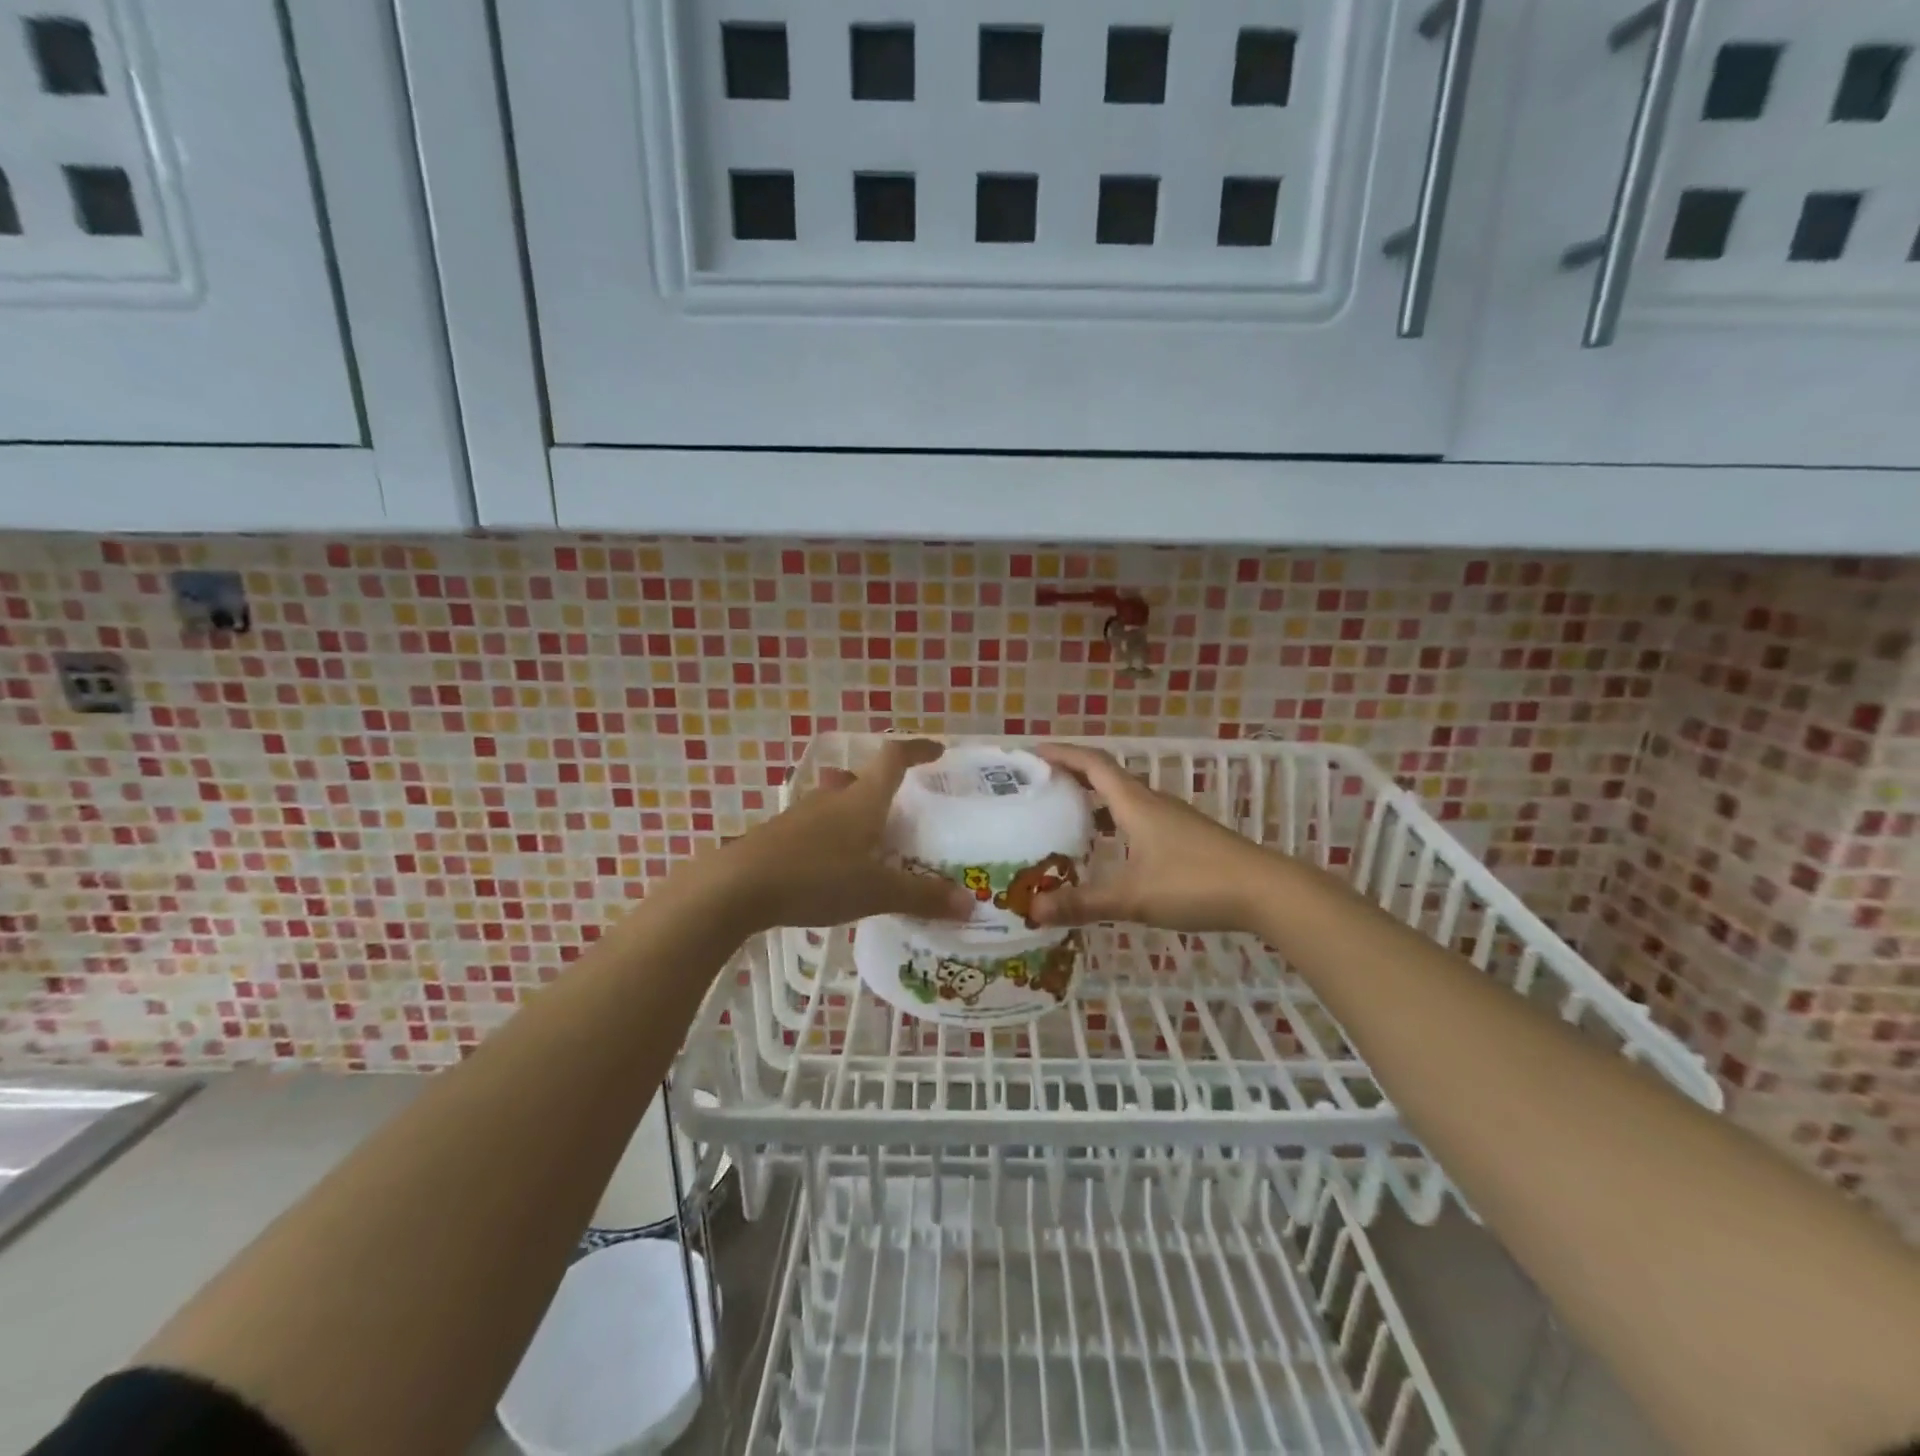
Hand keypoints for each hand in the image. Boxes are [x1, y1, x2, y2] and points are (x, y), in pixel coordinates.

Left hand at [700, 738, 975, 933]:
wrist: (737, 887)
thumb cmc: (816, 878)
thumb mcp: (876, 891)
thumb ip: (922, 896)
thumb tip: (971, 903)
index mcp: (862, 800)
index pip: (894, 759)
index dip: (917, 750)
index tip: (936, 750)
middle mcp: (833, 798)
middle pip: (862, 779)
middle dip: (884, 788)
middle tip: (902, 810)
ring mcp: (802, 815)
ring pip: (836, 802)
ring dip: (855, 812)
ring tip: (871, 840)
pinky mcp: (779, 836)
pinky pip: (817, 827)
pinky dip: (833, 837)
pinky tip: (834, 866)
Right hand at [1027, 743, 1274, 933]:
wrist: (1266, 891)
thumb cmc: (1194, 883)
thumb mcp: (1132, 897)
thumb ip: (1082, 904)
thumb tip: (1032, 910)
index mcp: (1135, 804)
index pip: (1092, 764)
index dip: (1062, 754)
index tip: (1033, 752)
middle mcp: (1153, 803)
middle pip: (1107, 777)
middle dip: (1073, 776)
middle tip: (1041, 787)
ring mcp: (1174, 820)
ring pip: (1126, 800)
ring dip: (1096, 802)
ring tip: (1067, 818)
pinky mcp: (1188, 838)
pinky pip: (1141, 819)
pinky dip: (1117, 824)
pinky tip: (1112, 852)